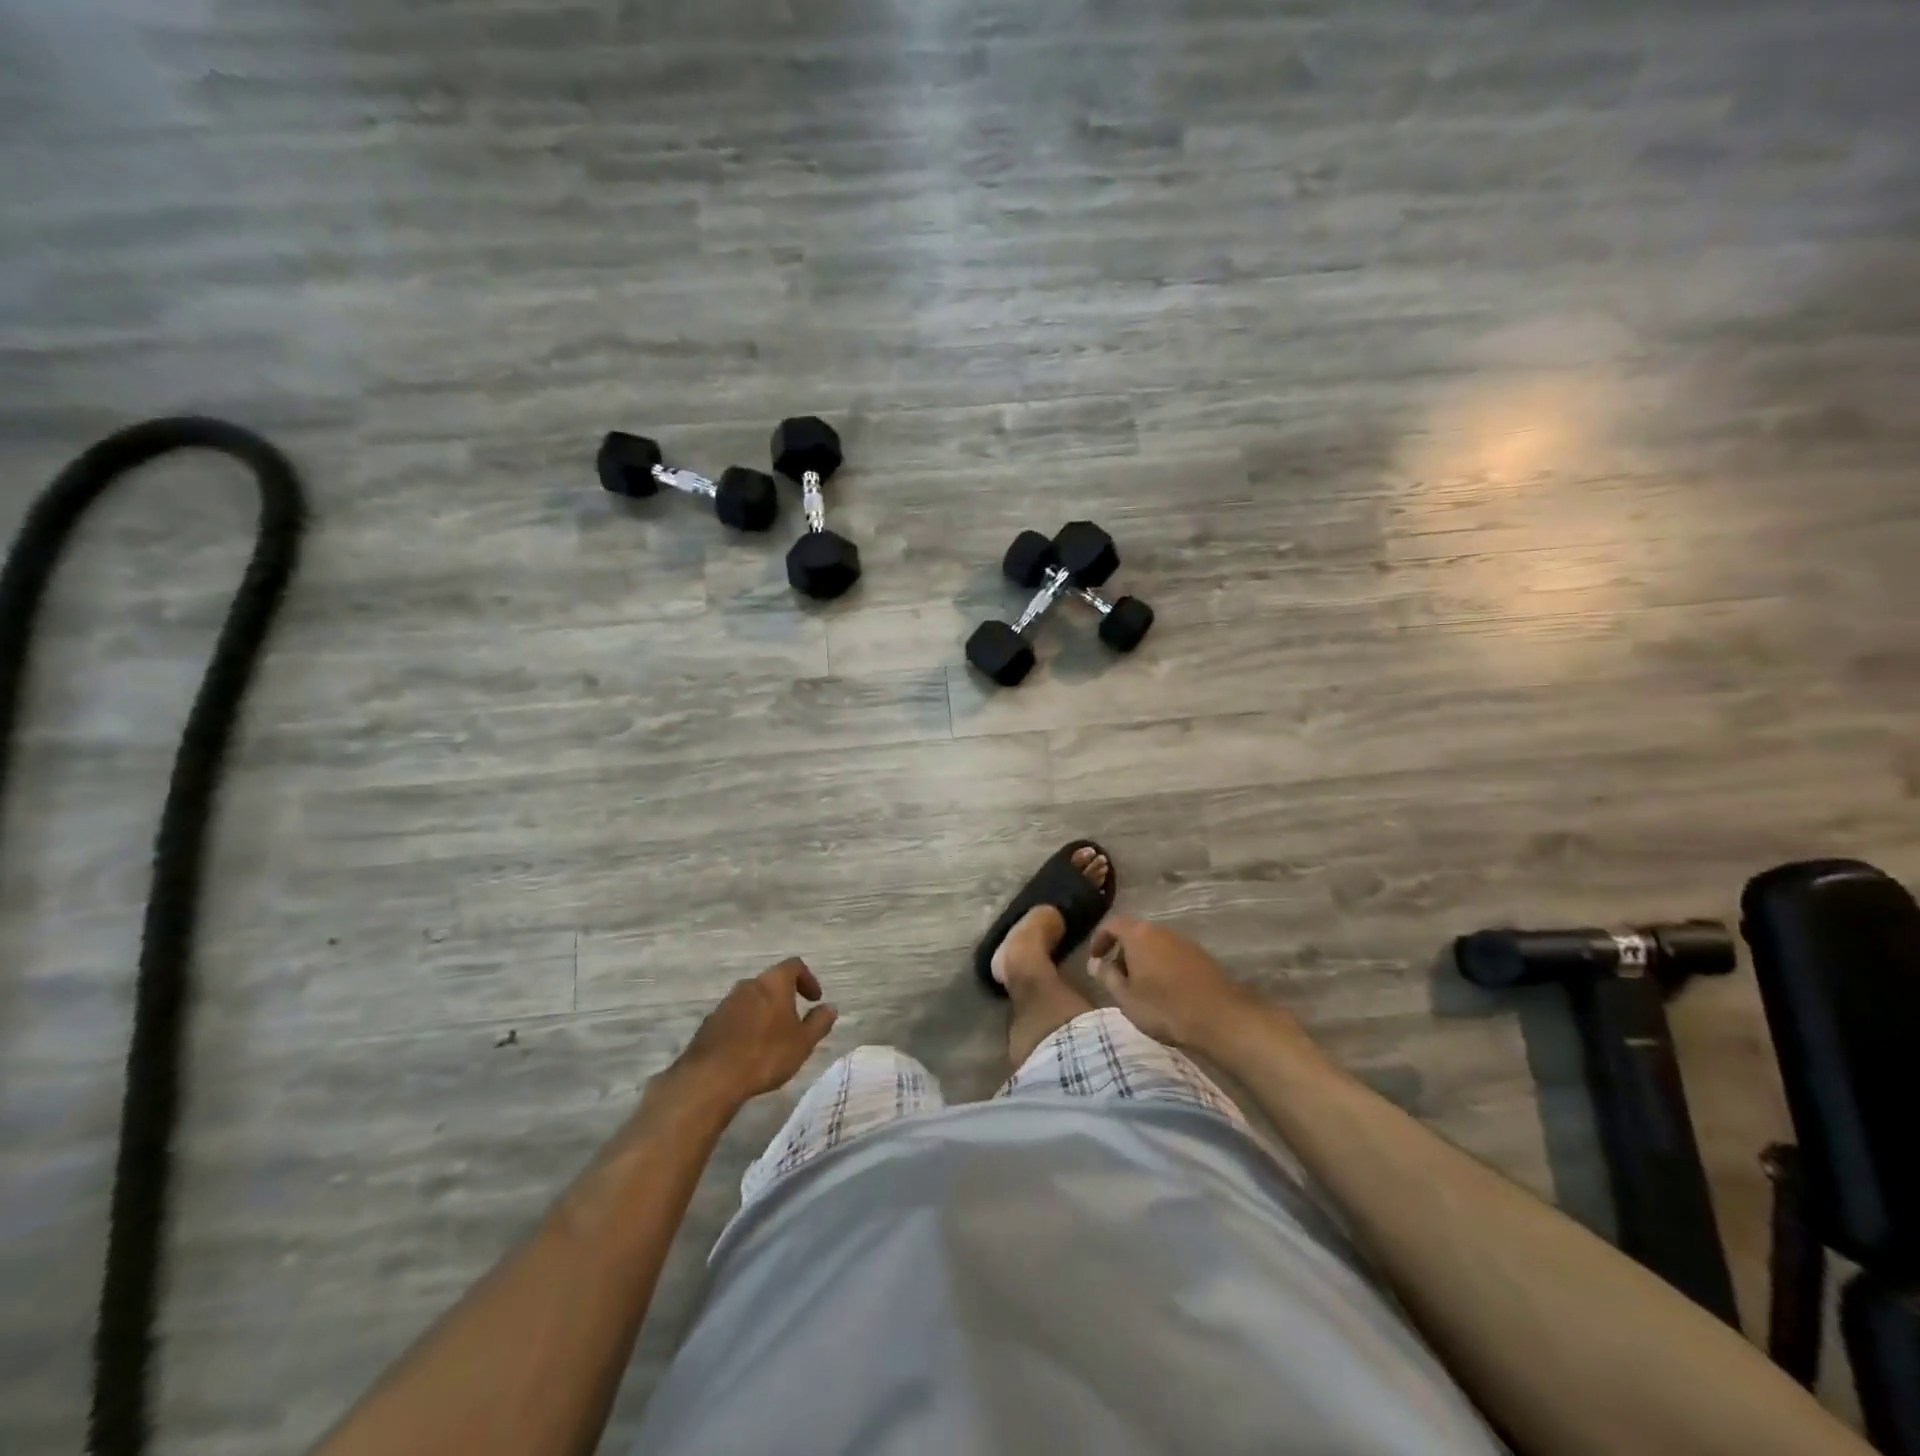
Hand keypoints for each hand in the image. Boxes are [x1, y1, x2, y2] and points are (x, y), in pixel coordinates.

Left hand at [676, 958, 837, 1103]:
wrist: (711, 1078)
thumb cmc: (765, 1054)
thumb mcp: (803, 1042)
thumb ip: (819, 1022)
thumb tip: (830, 1007)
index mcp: (773, 983)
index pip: (794, 966)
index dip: (807, 979)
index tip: (814, 1000)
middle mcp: (748, 985)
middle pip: (770, 982)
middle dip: (784, 997)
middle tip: (794, 1020)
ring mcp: (725, 1004)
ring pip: (751, 1000)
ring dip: (764, 1012)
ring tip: (772, 1038)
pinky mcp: (709, 1023)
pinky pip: (734, 1017)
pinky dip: (746, 1026)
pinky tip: (749, 1050)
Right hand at [1088, 915, 1270, 1050]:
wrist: (1220, 1018)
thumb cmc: (1165, 1007)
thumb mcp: (1126, 997)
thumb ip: (1107, 976)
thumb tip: (1094, 963)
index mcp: (1138, 935)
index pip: (1112, 924)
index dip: (1099, 939)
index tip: (1094, 959)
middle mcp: (1161, 930)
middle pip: (1134, 933)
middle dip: (1122, 951)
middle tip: (1116, 977)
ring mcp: (1183, 941)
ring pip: (1154, 944)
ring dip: (1142, 959)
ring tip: (1139, 987)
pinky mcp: (1200, 956)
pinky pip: (1171, 954)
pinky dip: (1161, 965)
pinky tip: (1164, 991)